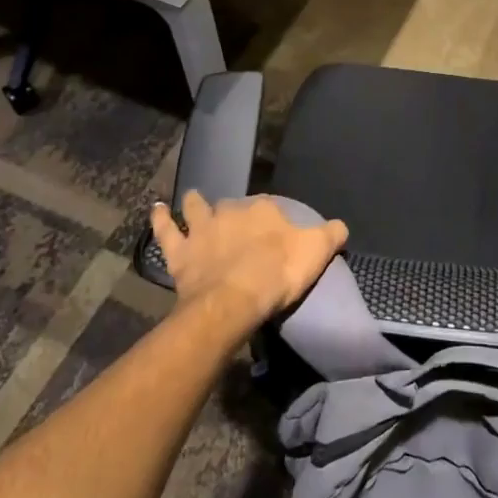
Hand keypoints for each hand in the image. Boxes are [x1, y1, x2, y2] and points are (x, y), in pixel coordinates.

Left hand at [149, 191, 348, 329]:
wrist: (234, 300)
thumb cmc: (278, 273)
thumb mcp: (317, 252)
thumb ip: (331, 235)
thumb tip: (340, 226)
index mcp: (264, 210)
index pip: (269, 206)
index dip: (271, 218)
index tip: (274, 231)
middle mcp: (231, 211)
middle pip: (233, 206)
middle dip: (233, 211)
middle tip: (236, 223)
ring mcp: (202, 230)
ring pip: (197, 209)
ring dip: (195, 203)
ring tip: (192, 198)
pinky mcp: (180, 252)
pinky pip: (166, 231)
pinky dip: (160, 219)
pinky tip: (156, 209)